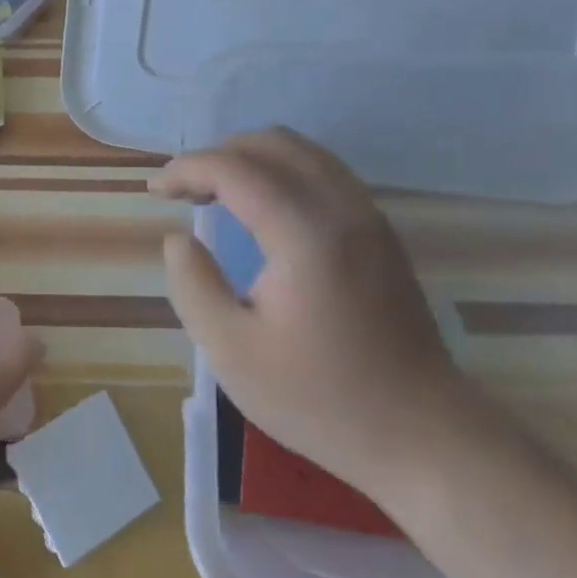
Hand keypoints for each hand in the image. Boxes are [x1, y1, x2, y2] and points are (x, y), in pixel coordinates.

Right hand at [152, 127, 476, 501]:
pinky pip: (325, 173)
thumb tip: (179, 239)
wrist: (421, 434)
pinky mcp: (381, 234)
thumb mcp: (232, 352)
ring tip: (216, 195)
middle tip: (184, 192)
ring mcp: (370, 217)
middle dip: (218, 155)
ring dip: (252, 159)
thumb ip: (193, 285)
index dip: (186, 169)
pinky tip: (263, 211)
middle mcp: (343, 207)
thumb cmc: (320, 399)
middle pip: (272, 143)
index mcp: (305, 233)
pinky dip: (283, 173)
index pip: (235, 168)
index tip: (155, 192)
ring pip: (304, 152)